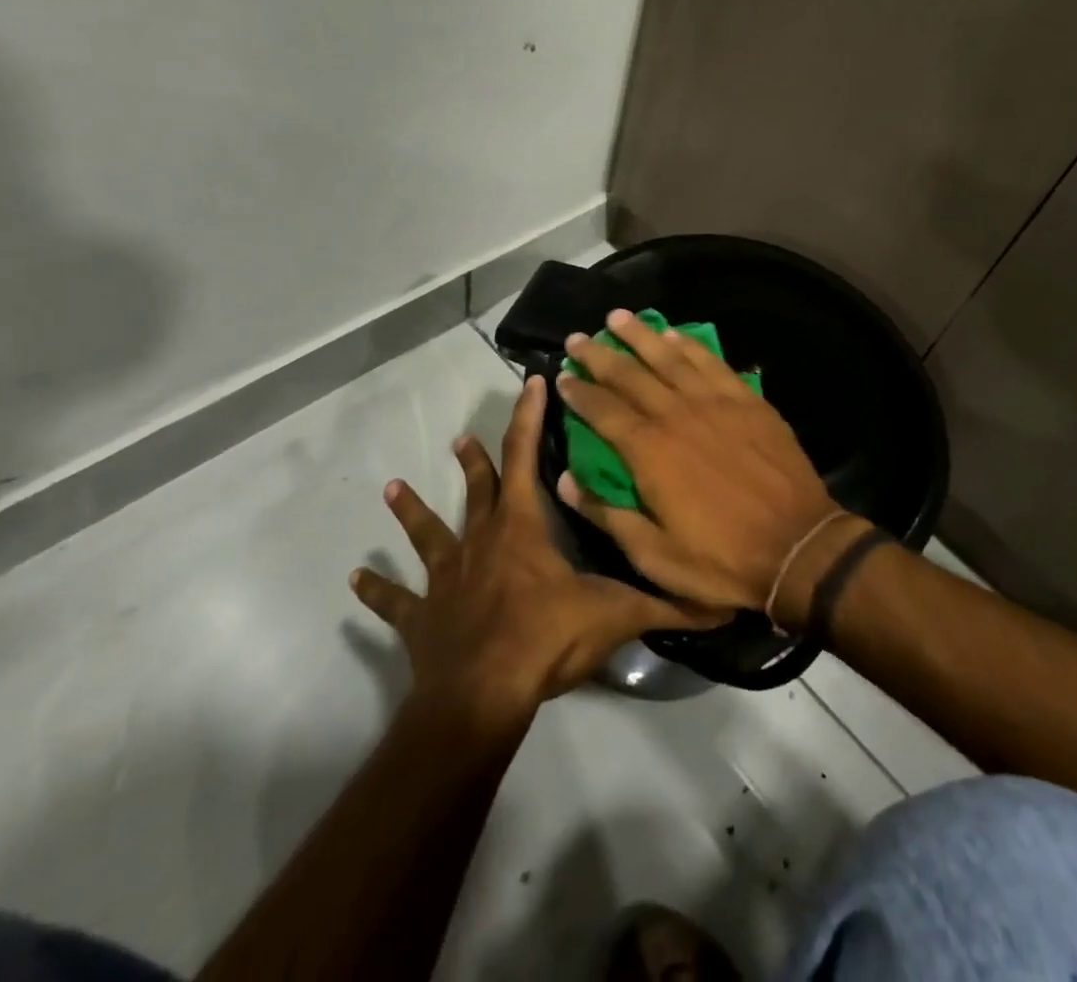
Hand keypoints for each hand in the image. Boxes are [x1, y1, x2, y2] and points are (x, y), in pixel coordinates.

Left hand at [350, 375, 713, 717]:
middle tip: (461, 438)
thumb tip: (721, 604)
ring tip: (393, 488)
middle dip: (474, 461)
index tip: (531, 381)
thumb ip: (665, 605)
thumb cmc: (546, 639)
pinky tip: (355, 580)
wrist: (482, 695)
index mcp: (522, 529)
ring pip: (428, 534)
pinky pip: (396, 601)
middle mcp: (480, 542)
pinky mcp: (422, 618)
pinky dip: (378, 591)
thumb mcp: (614, 616)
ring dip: (413, 512)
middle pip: (478, 490)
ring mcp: (446, 579)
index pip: (527, 457)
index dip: (530, 417)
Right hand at [553, 310, 860, 619]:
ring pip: (670, 357)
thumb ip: (606, 514)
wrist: (798, 547)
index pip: (603, 410)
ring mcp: (716, 403)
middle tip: (578, 338)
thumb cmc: (721, 560)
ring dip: (641, 336)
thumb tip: (565, 480)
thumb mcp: (654, 555)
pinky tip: (675, 334)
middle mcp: (678, 415)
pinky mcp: (748, 401)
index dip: (579, 392)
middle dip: (600, 355)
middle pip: (630, 375)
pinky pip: (712, 363)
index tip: (562, 375)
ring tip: (618, 317)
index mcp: (650, 451)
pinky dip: (690, 345)